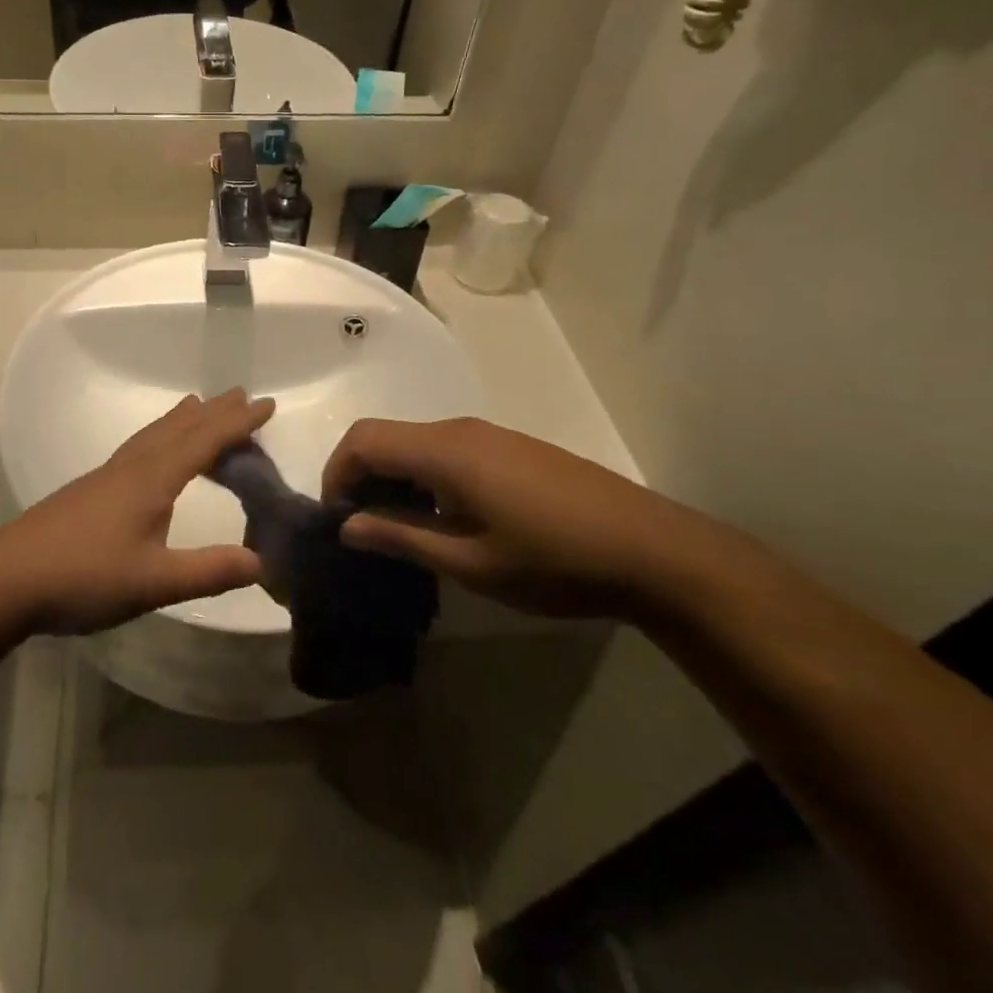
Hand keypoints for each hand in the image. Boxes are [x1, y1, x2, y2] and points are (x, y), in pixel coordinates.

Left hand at [0, 390, 272, 634]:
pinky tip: (151, 454)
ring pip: (154, 435)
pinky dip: (160, 436)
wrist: (7, 578)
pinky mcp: (90, 490)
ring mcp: (107, 476)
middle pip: (179, 428)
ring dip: (184, 420)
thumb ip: (208, 571)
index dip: (237, 423)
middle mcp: (131, 467)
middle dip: (213, 412)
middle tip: (241, 395)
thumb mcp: (153, 581)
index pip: (204, 441)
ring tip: (199, 407)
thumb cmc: (83, 576)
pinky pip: (139, 448)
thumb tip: (264, 562)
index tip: (267, 404)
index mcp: (151, 479)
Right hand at [322, 418, 719, 618]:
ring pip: (416, 443)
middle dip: (361, 477)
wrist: (654, 551)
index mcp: (444, 451)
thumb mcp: (470, 562)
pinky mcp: (510, 448)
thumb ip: (402, 537)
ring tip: (402, 530)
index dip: (337, 474)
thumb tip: (348, 525)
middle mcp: (460, 430)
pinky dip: (424, 477)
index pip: (363, 440)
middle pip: (386, 436)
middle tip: (364, 529)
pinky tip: (446, 519)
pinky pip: (446, 451)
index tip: (339, 520)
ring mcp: (489, 435)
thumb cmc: (554, 561)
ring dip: (394, 478)